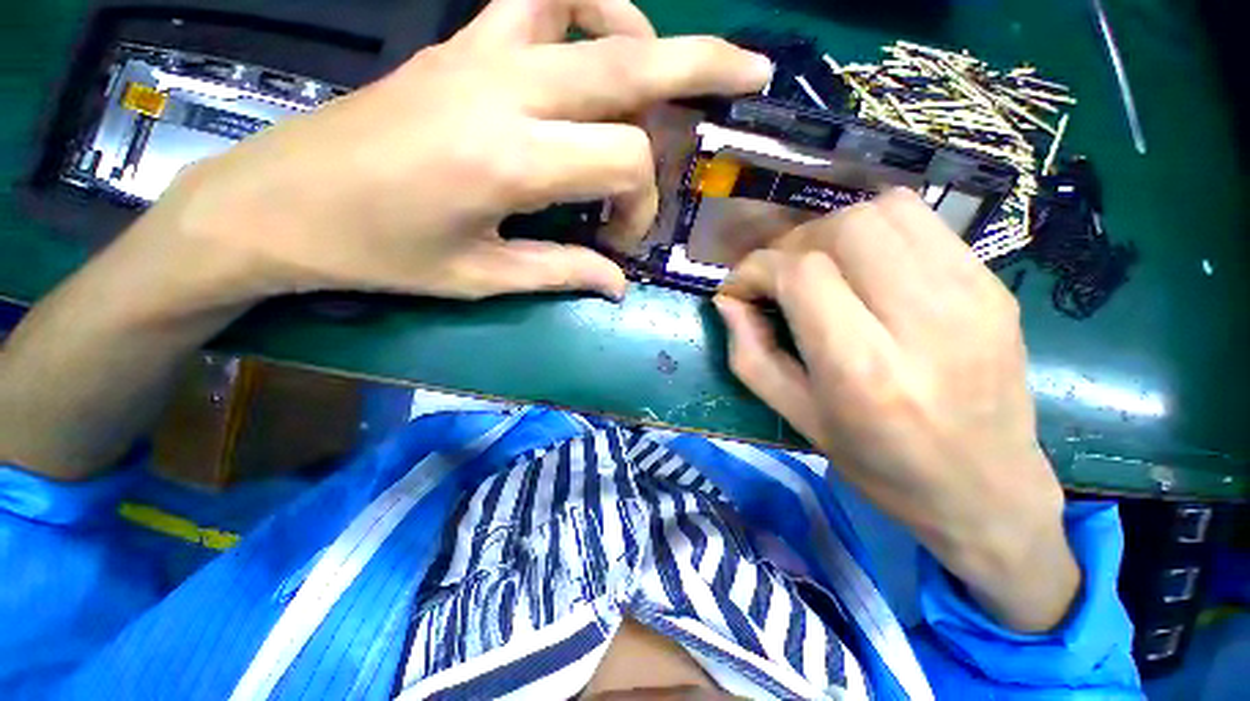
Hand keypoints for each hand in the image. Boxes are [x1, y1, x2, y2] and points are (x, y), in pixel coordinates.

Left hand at [153, 0, 770, 308]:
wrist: (279, 204)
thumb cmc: (378, 254)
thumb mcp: (481, 279)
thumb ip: (562, 274)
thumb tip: (617, 284)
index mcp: (511, 159)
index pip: (625, 159)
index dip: (639, 202)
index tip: (619, 241)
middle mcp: (504, 88)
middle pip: (632, 57)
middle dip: (704, 64)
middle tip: (753, 71)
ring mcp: (477, 51)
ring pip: (587, 3)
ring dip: (639, 33)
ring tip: (657, 76)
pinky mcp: (455, 43)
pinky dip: (582, 8)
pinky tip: (587, 50)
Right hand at [714, 189, 1077, 631]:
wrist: (990, 493)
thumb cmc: (879, 468)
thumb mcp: (794, 417)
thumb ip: (750, 351)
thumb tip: (727, 303)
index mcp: (867, 370)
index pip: (798, 274)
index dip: (755, 271)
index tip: (734, 288)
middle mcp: (923, 322)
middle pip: (841, 232)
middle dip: (789, 246)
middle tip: (770, 277)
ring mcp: (970, 296)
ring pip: (884, 213)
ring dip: (830, 233)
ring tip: (810, 268)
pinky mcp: (991, 287)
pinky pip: (920, 225)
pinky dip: (872, 233)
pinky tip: (857, 268)